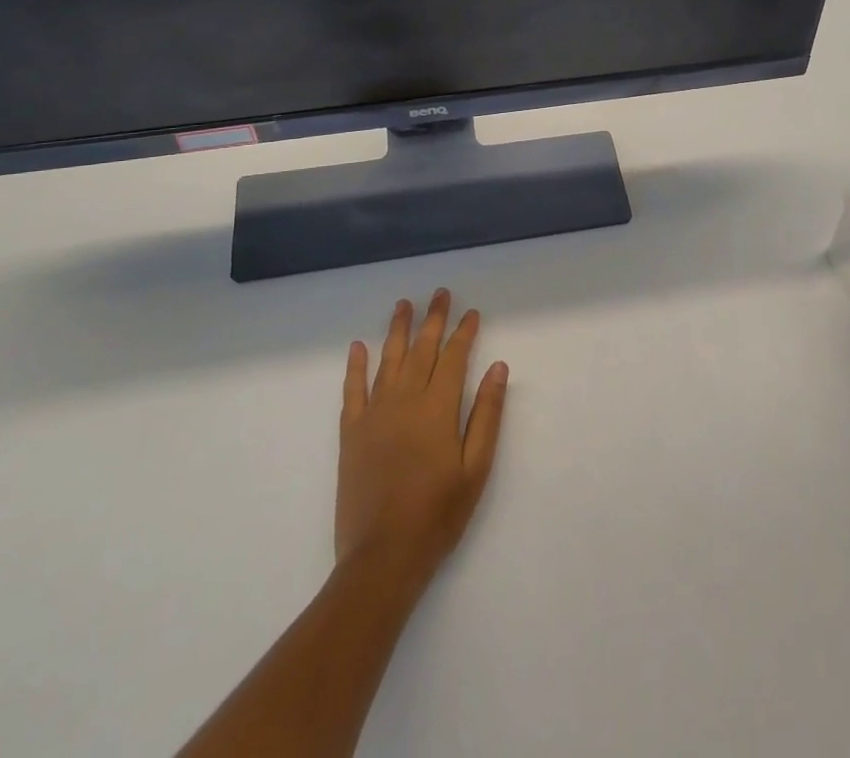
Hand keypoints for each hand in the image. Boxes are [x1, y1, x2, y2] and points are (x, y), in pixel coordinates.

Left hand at [337, 290, 507, 588]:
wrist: (383, 557)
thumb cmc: (438, 514)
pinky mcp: (351, 433)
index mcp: (438, 408)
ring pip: (388, 360)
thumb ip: (486, 414)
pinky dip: (356, 366)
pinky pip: (353, 390)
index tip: (472, 312)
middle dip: (433, 319)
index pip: (454, 357)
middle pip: (421, 349)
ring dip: (397, 330)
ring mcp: (374, 414)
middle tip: (440, 293)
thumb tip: (497, 367)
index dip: (464, 332)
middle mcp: (405, 400)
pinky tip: (358, 347)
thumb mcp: (476, 468)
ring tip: (403, 304)